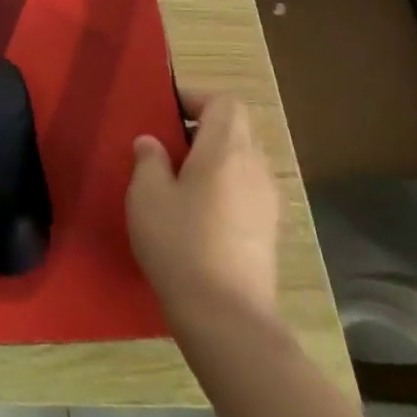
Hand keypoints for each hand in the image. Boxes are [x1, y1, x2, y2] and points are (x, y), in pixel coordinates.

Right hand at [126, 92, 279, 340]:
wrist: (227, 317)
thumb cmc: (180, 244)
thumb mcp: (147, 195)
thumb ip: (149, 160)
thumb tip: (152, 143)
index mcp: (226, 150)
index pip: (225, 102)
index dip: (196, 98)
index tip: (166, 113)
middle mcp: (255, 168)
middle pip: (237, 128)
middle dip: (203, 128)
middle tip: (167, 146)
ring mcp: (268, 201)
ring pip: (243, 160)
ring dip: (214, 159)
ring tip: (179, 180)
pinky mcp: (269, 230)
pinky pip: (247, 189)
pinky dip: (225, 186)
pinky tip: (198, 214)